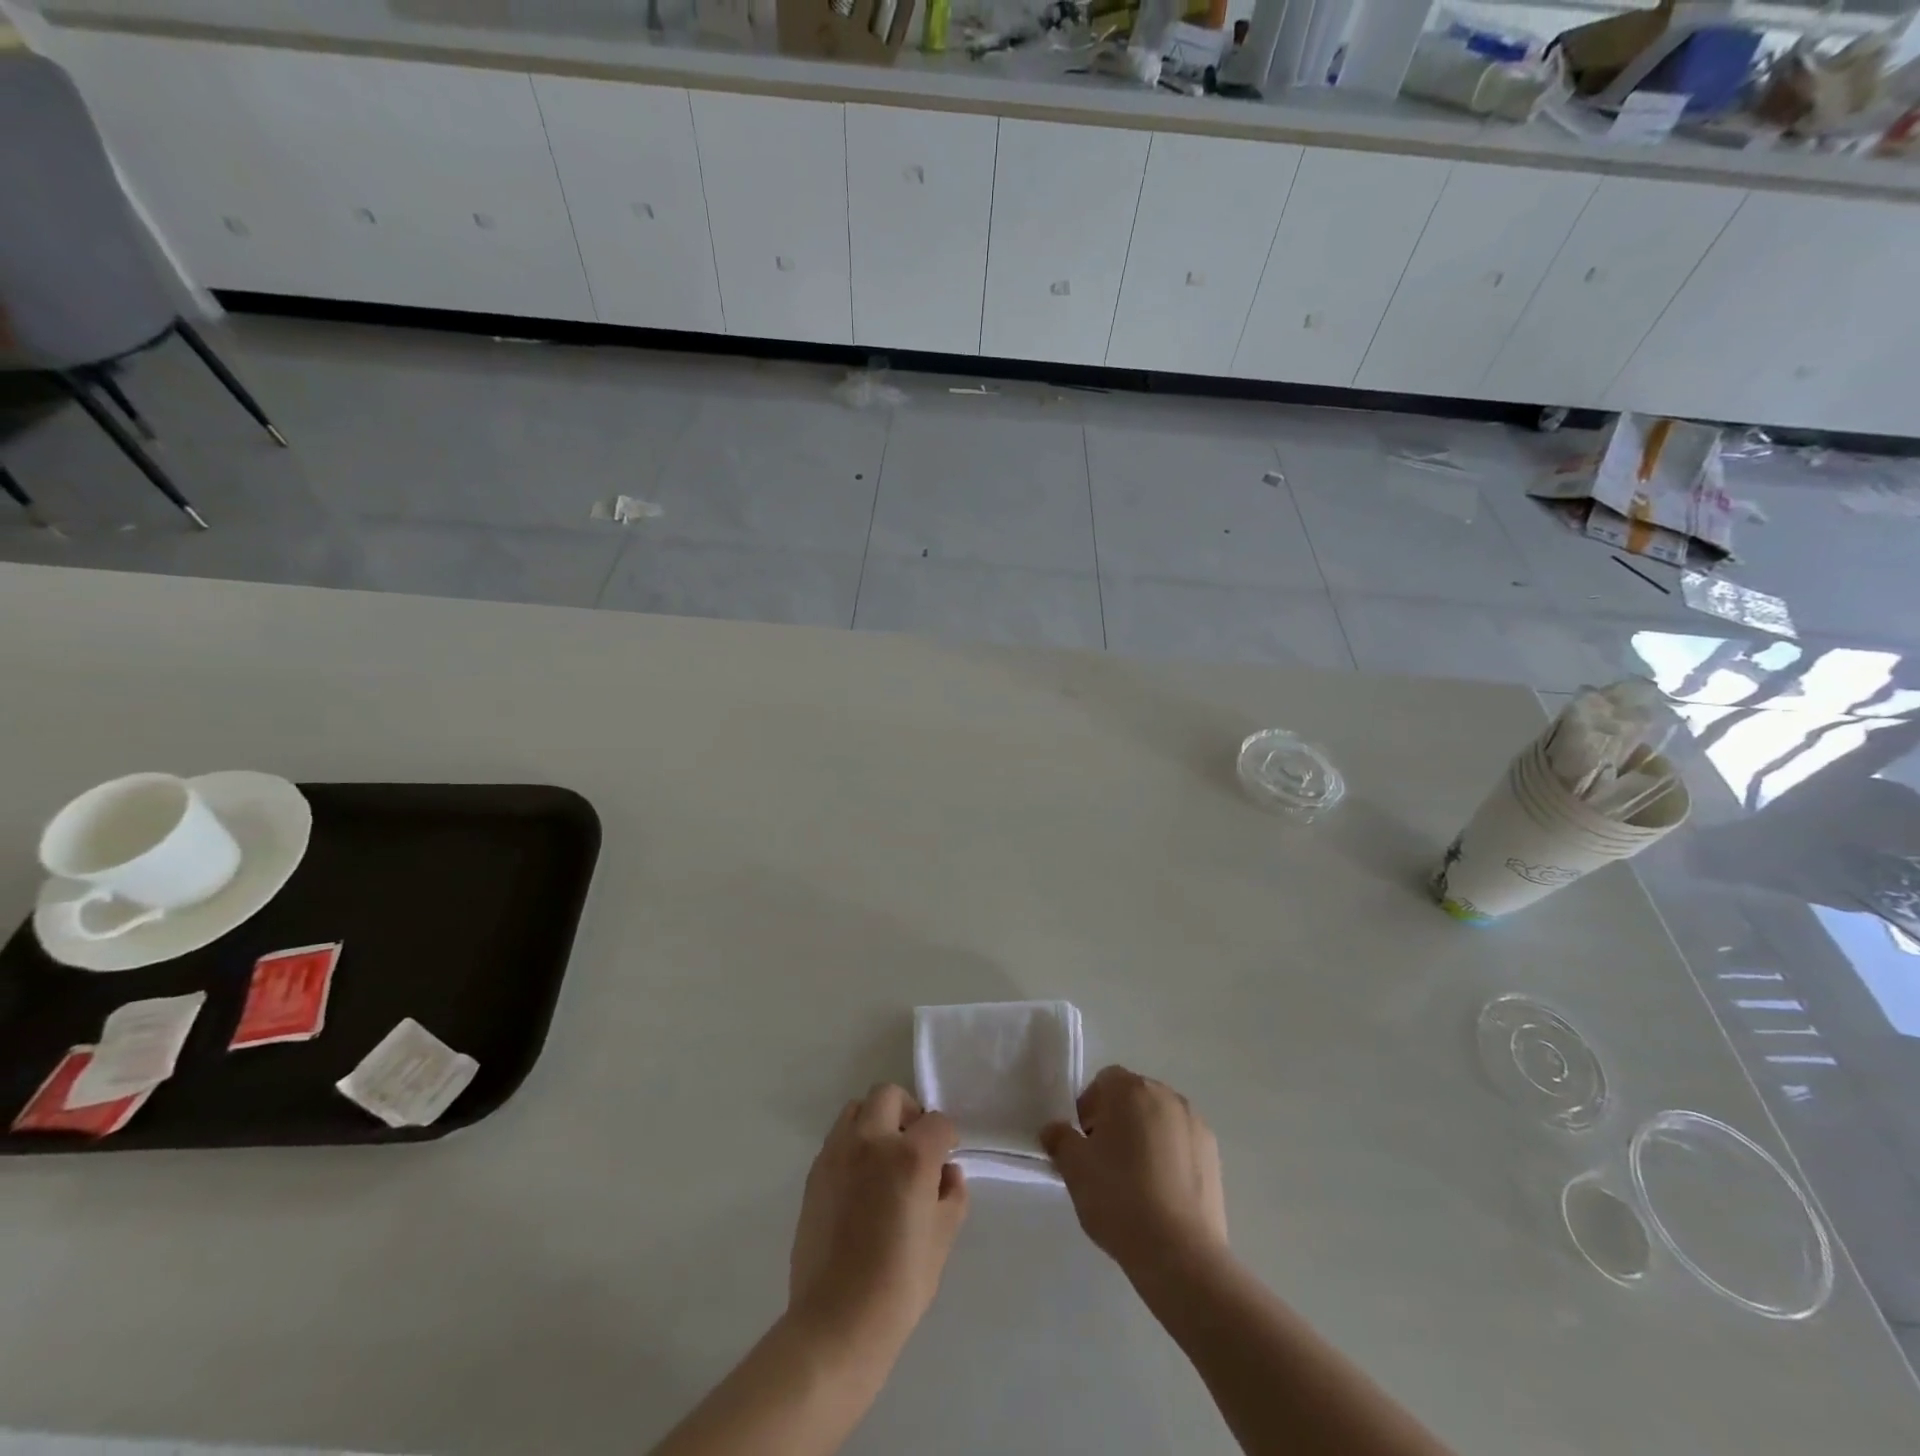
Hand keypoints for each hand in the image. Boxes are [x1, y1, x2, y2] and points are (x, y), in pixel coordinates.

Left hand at [788, 1084, 969, 1352]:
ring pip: (856, 1109)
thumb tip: (947, 1173)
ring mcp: (837, 1153)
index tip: (946, 1158)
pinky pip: (837, 1139)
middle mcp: (871, 1141)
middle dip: (907, 1112)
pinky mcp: (814, 1172)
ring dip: (875, 1122)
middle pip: (889, 1095)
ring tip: (883, 1160)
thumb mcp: (942, 1239)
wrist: (836, 1321)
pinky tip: (860, 1183)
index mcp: (910, 1156)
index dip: (947, 1138)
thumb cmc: (899, 1284)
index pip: (937, 1122)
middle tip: (914, 1144)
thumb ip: (951, 1195)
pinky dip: (852, 1145)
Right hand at [1041, 1066, 1228, 1279]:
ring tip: (1135, 1181)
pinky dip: (1169, 1156)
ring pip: (1159, 1120)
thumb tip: (1055, 1130)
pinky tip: (1161, 1193)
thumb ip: (1060, 1140)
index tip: (1084, 1143)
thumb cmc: (1119, 1198)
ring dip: (1144, 1137)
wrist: (1179, 1252)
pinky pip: (1181, 1143)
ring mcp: (1194, 1124)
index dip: (1089, 1108)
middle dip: (1117, 1120)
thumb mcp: (1074, 1169)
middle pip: (1133, 1097)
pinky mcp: (1213, 1154)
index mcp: (1131, 1089)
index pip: (1104, 1082)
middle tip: (1104, 1161)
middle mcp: (1166, 1095)